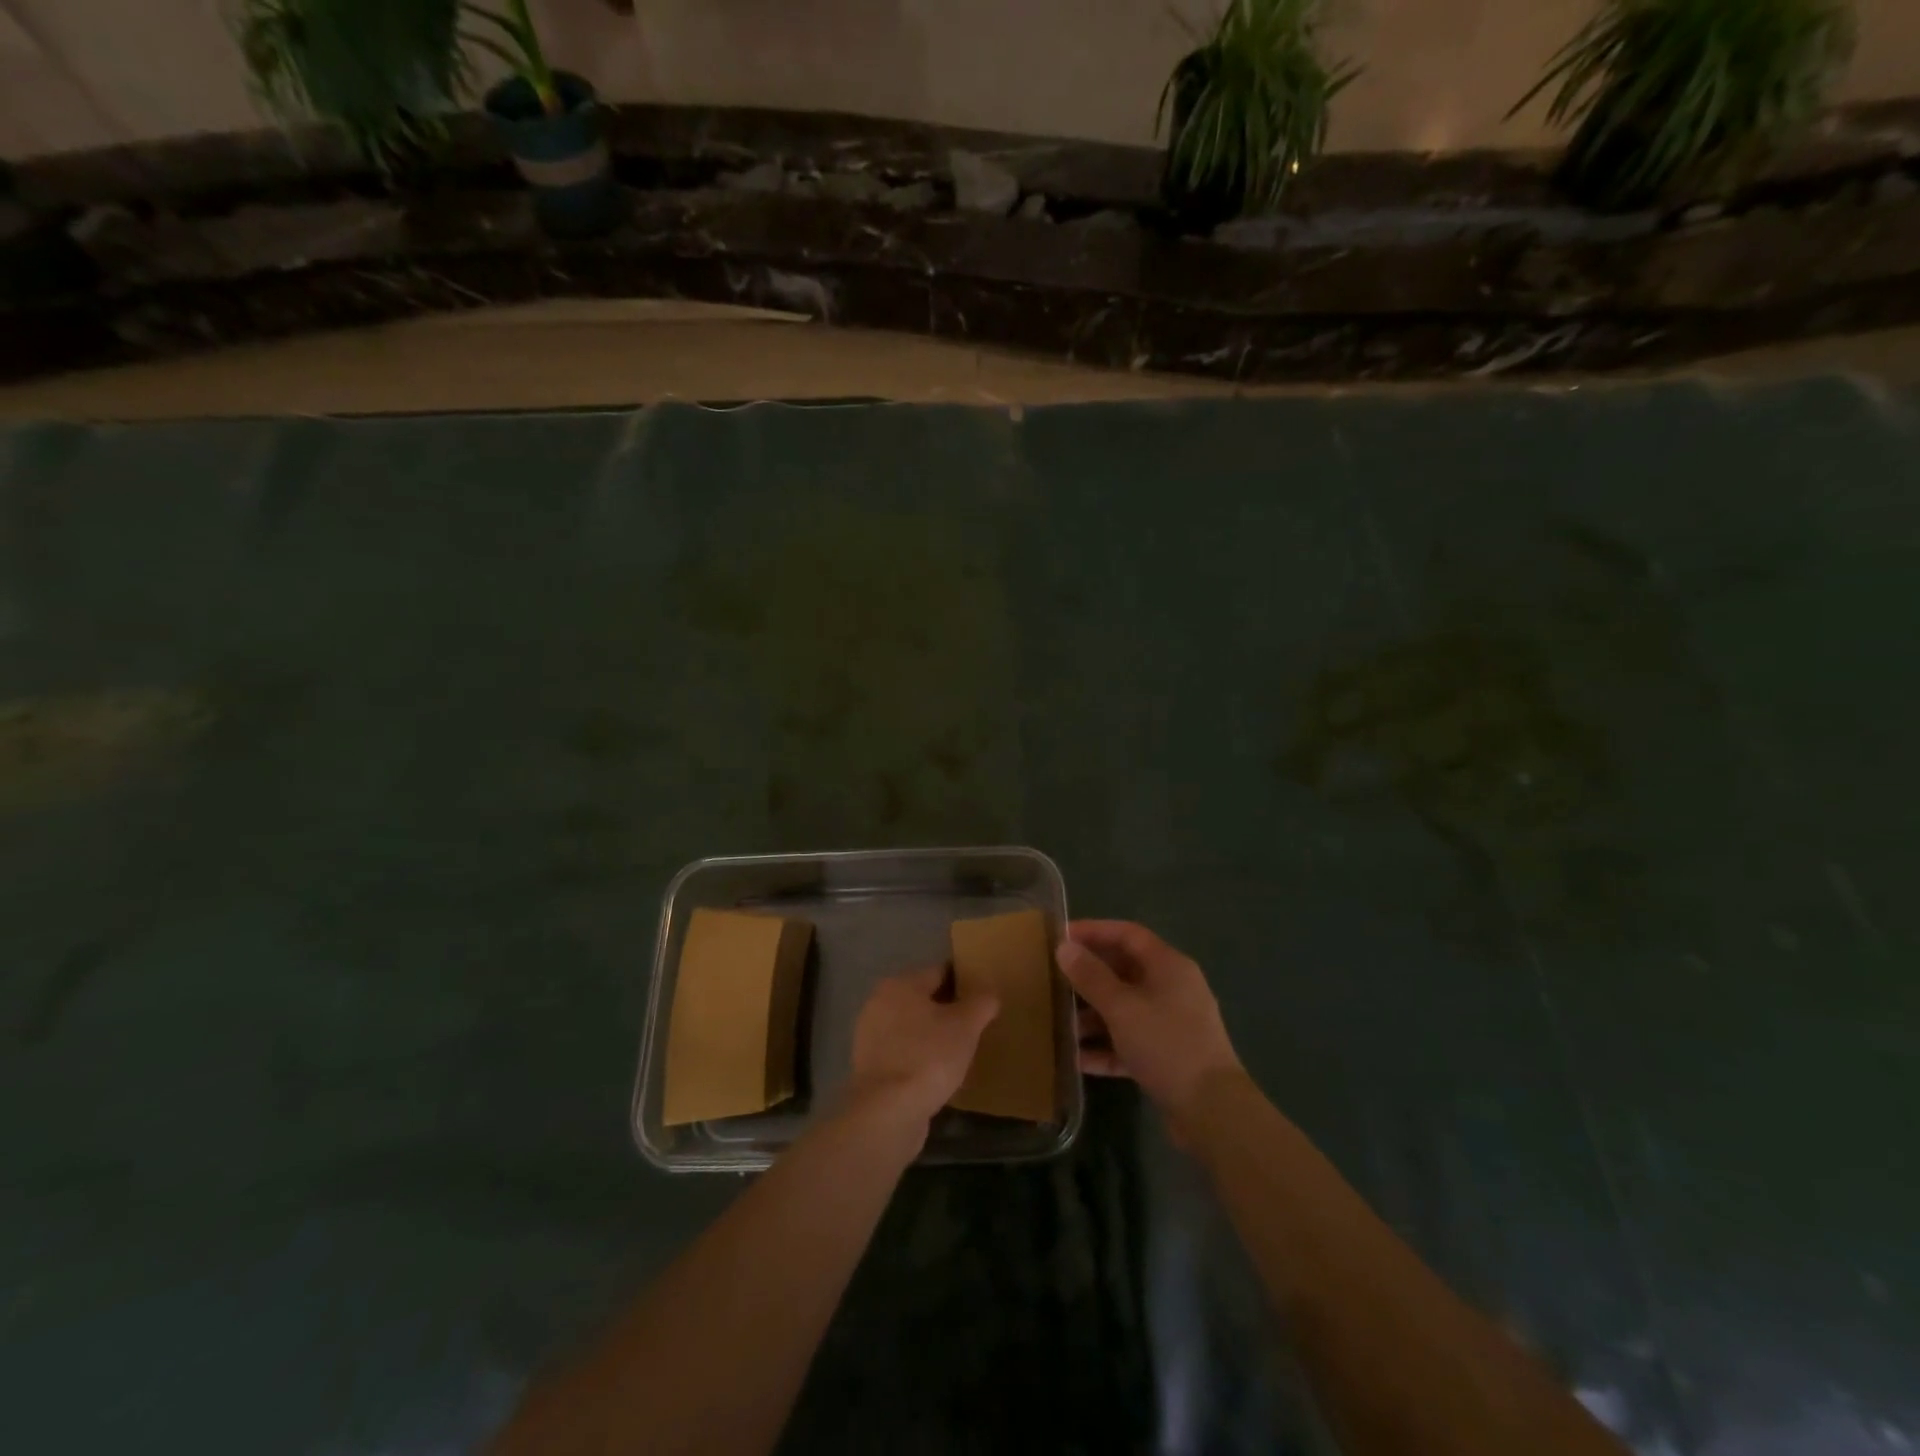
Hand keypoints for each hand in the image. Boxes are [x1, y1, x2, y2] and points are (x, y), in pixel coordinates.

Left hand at [842, 966, 999, 1143]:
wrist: (888, 1111)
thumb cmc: (929, 1057)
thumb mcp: (966, 1026)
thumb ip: (981, 1003)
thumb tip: (989, 994)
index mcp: (901, 984)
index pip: (939, 972)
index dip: (964, 982)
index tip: (983, 998)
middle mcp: (879, 1003)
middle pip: (923, 999)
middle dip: (948, 1010)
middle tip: (975, 1026)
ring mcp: (870, 1036)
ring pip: (911, 1027)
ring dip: (932, 1035)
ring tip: (959, 1051)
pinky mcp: (869, 1067)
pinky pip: (902, 1052)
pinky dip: (919, 1057)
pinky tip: (937, 1073)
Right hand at [1056, 921, 1240, 1122]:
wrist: (1213, 1112)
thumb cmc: (1166, 1045)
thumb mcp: (1122, 1008)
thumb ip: (1091, 976)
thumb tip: (1064, 947)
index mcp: (1169, 966)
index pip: (1127, 934)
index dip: (1094, 931)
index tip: (1061, 936)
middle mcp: (1173, 988)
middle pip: (1125, 970)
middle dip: (1089, 975)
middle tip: (1054, 978)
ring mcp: (1172, 1024)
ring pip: (1125, 1008)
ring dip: (1093, 1014)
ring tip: (1059, 1022)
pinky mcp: (1168, 1057)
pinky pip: (1130, 1041)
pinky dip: (1106, 1046)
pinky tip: (1077, 1059)